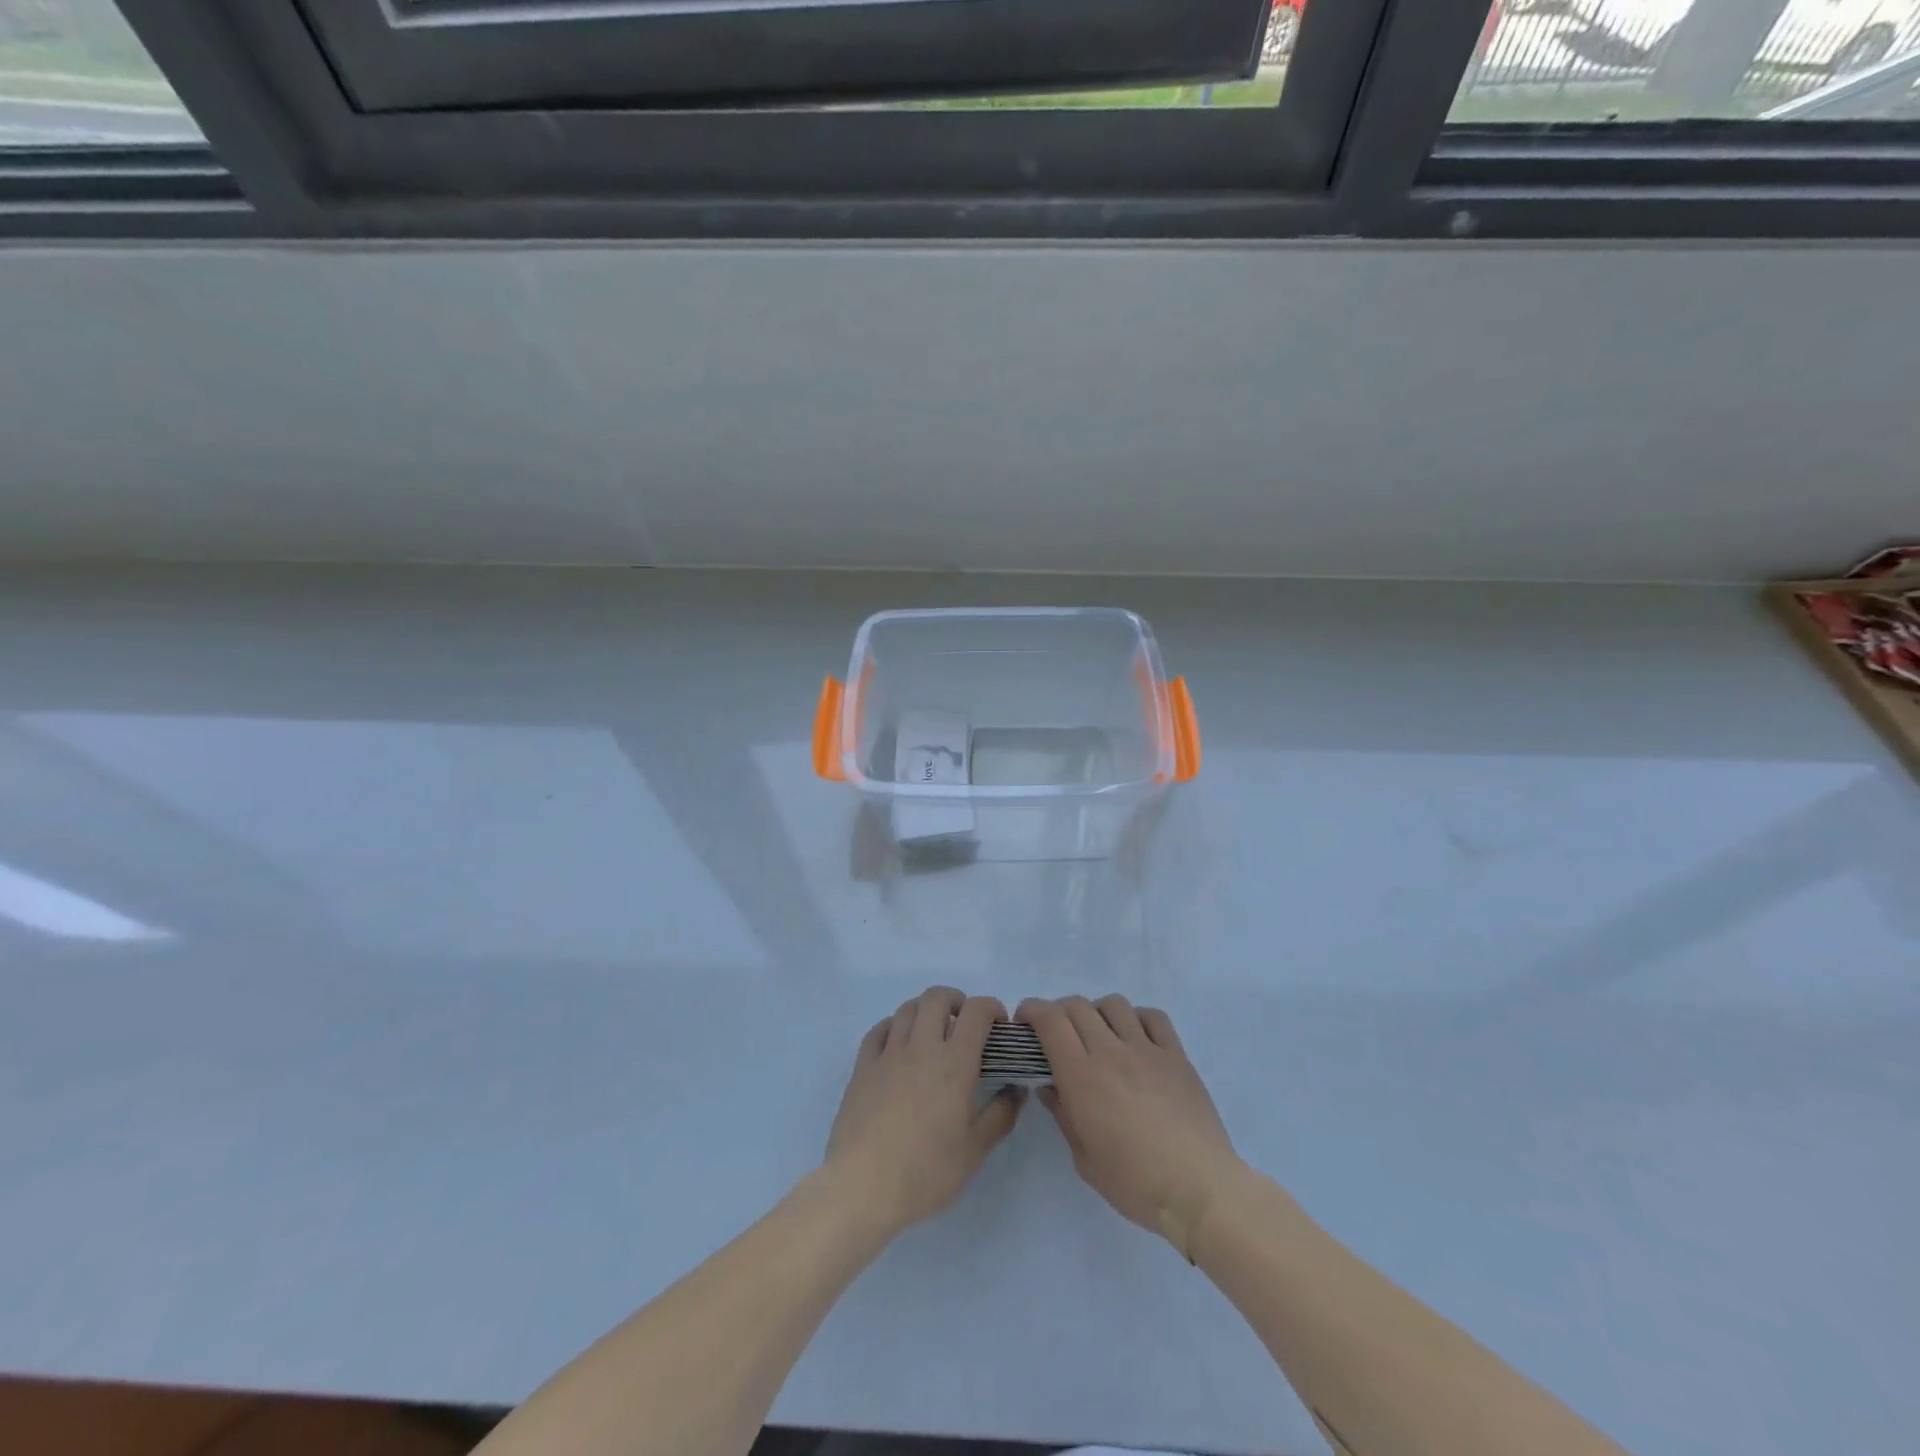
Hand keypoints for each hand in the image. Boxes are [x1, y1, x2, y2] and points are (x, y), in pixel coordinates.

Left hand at [824, 986, 1024, 1237]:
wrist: (862, 1187)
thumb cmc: (926, 1172)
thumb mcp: (975, 1151)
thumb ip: (1001, 1114)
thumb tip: (1017, 1088)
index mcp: (954, 1063)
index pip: (976, 1011)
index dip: (991, 1008)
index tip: (998, 1026)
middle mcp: (921, 1047)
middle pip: (937, 997)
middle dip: (956, 1001)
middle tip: (964, 1025)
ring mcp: (888, 1053)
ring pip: (907, 1008)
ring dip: (925, 1011)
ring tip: (933, 1034)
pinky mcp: (862, 1066)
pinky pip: (879, 1029)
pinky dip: (894, 1026)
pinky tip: (899, 1045)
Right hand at [1018, 995, 1242, 1253]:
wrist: (1199, 1189)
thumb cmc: (1135, 1183)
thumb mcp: (1084, 1159)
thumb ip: (1064, 1115)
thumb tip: (1049, 1086)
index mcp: (1082, 1076)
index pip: (1050, 1020)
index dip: (1032, 1010)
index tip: (1024, 1021)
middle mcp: (1111, 1052)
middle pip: (1077, 1006)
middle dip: (1058, 1011)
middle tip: (1056, 1033)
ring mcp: (1147, 1049)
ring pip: (1114, 1004)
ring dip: (1097, 1012)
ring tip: (1098, 1034)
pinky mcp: (1176, 1055)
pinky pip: (1154, 1017)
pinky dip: (1137, 1018)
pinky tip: (1135, 1038)